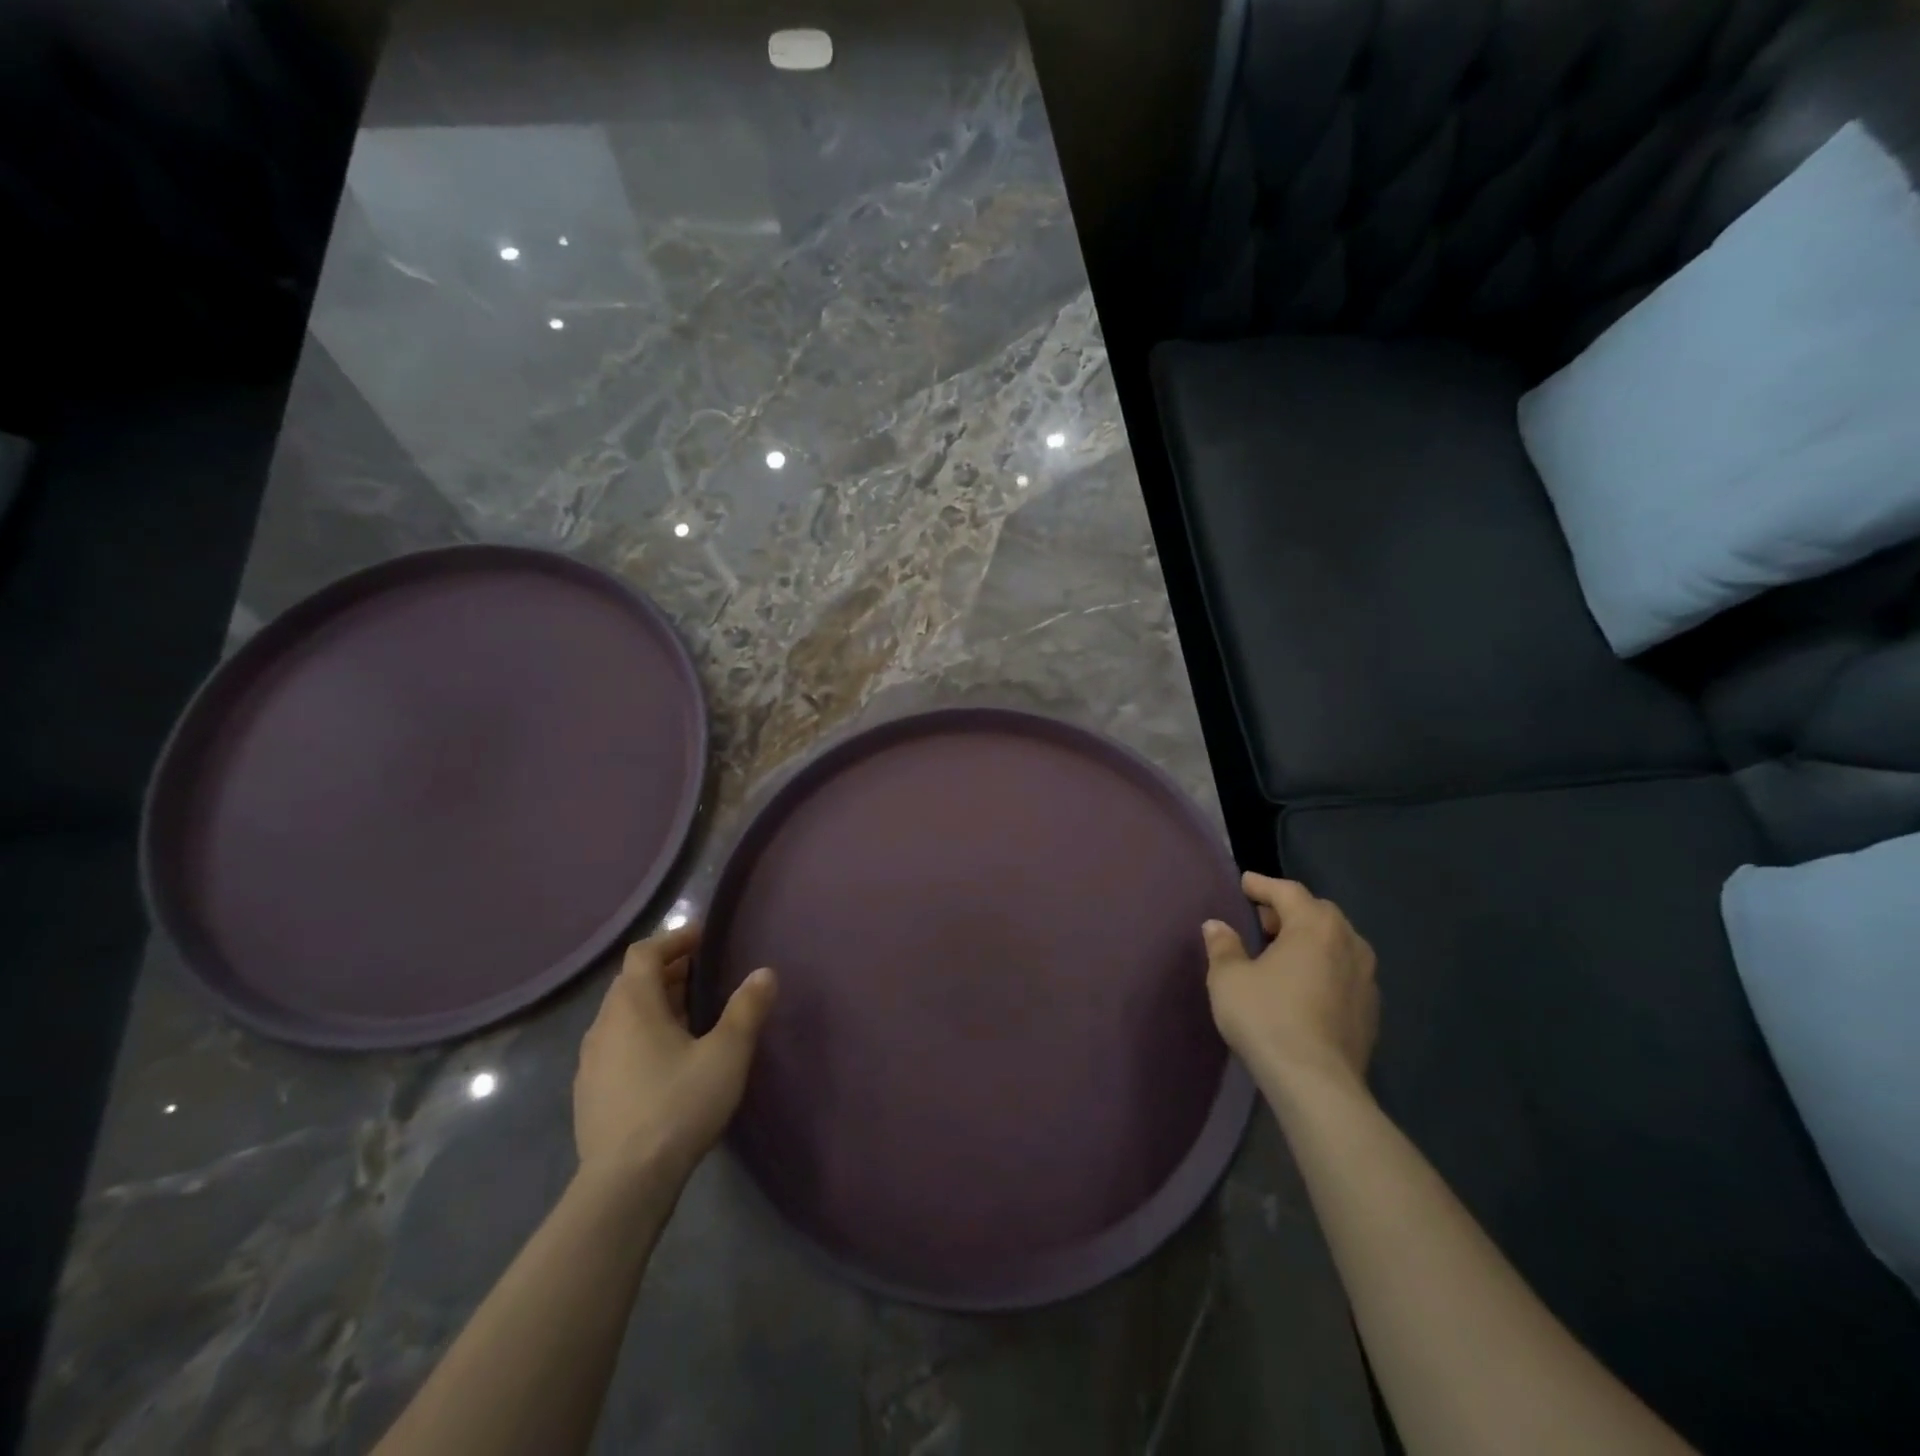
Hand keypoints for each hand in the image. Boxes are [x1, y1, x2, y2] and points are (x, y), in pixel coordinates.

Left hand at [573, 922, 777, 1181]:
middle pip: (631, 982)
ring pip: (621, 1016)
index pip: (644, 953)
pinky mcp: (588, 1093)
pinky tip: (664, 1061)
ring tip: (689, 1017)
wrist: (624, 1184)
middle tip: (703, 976)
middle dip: (667, 972)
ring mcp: (590, 1062)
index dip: (673, 940)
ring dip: (653, 1005)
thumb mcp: (726, 1054)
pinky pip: (615, 1046)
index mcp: (632, 1005)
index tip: (702, 940)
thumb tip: (764, 973)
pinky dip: (640, 1036)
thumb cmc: (678, 1105)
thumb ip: (747, 1009)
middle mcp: (603, 1025)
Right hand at [1202, 873, 1378, 1098]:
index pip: (1288, 892)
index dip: (1262, 885)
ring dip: (1310, 941)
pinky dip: (1323, 968)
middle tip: (1262, 920)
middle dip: (1289, 912)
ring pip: (1336, 943)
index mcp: (1316, 926)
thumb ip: (1223, 946)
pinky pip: (1344, 973)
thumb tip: (1217, 926)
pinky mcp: (1371, 1010)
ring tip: (1283, 952)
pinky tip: (1304, 986)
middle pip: (1318, 914)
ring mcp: (1367, 978)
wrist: (1317, 1083)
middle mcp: (1349, 943)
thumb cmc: (1268, 1017)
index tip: (1244, 883)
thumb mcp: (1229, 977)